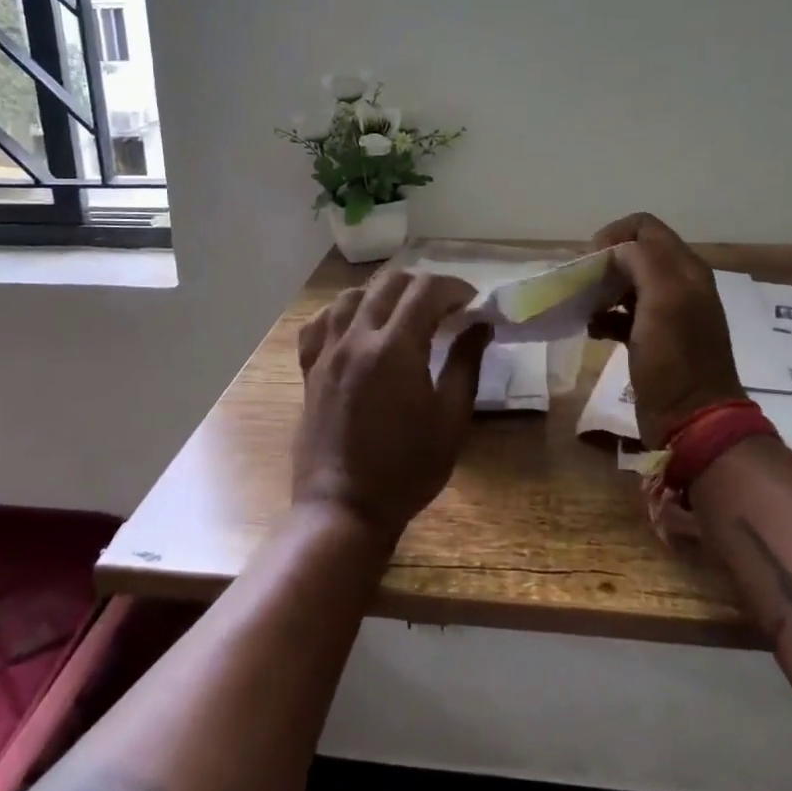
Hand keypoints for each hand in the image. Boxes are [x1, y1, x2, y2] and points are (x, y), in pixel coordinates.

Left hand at [295, 272, 493, 543]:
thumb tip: (481, 325)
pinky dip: (342, 313)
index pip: (426, 290)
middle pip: (389, 283)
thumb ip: (466, 364)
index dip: (453, 288)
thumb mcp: (450, 419)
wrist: (344, 508)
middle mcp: (357, 338)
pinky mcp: (310, 368)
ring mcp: (328, 351)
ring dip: (383, 294)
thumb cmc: (407, 469)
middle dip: (422, 285)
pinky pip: (320, 322)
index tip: (471, 303)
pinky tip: (356, 327)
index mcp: (395, 348)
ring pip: (352, 295)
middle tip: (444, 307)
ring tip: (402, 313)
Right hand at [588, 213, 740, 447]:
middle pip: (634, 253)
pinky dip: (605, 316)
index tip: (589, 260)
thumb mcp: (663, 301)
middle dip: (604, 262)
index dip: (613, 235)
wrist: (693, 420)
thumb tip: (613, 252)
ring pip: (626, 283)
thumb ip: (641, 262)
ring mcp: (667, 313)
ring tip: (583, 306)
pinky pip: (623, 314)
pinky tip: (591, 329)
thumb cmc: (676, 359)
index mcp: (685, 269)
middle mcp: (678, 285)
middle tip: (582, 283)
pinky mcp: (653, 339)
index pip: (644, 227)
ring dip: (602, 288)